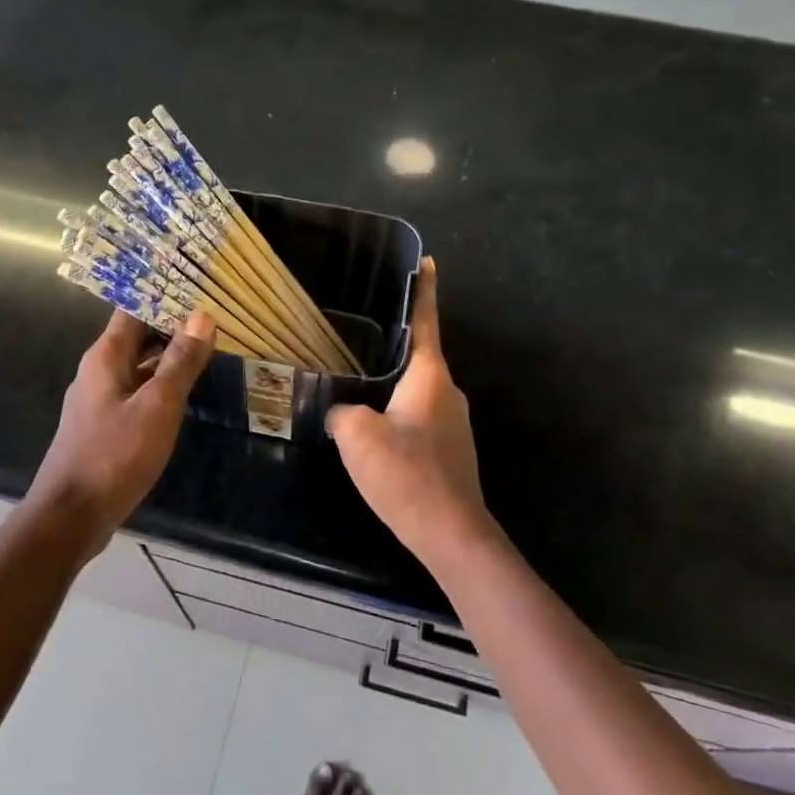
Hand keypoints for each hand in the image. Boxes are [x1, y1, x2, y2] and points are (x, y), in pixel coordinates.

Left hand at [27, 308, 215, 541]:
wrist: (71, 516)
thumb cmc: (115, 455)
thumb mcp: (157, 406)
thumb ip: (180, 362)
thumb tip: (202, 317)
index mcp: (105, 357)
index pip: (133, 310)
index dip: (163, 296)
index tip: (198, 287)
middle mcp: (98, 371)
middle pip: (137, 336)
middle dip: (172, 326)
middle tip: (214, 319)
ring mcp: (100, 400)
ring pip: (138, 366)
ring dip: (168, 357)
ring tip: (208, 350)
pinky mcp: (105, 426)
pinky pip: (136, 392)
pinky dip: (160, 385)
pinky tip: (184, 394)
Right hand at [326, 258, 497, 568]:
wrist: (450, 533)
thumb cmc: (406, 474)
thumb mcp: (357, 436)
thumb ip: (342, 412)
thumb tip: (341, 412)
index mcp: (430, 377)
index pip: (426, 321)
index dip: (424, 290)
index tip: (427, 261)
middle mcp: (448, 392)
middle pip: (419, 356)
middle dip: (394, 344)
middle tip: (360, 332)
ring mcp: (453, 423)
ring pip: (417, 391)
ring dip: (391, 385)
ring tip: (357, 383)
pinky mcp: (450, 450)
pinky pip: (419, 418)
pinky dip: (397, 414)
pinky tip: (374, 429)